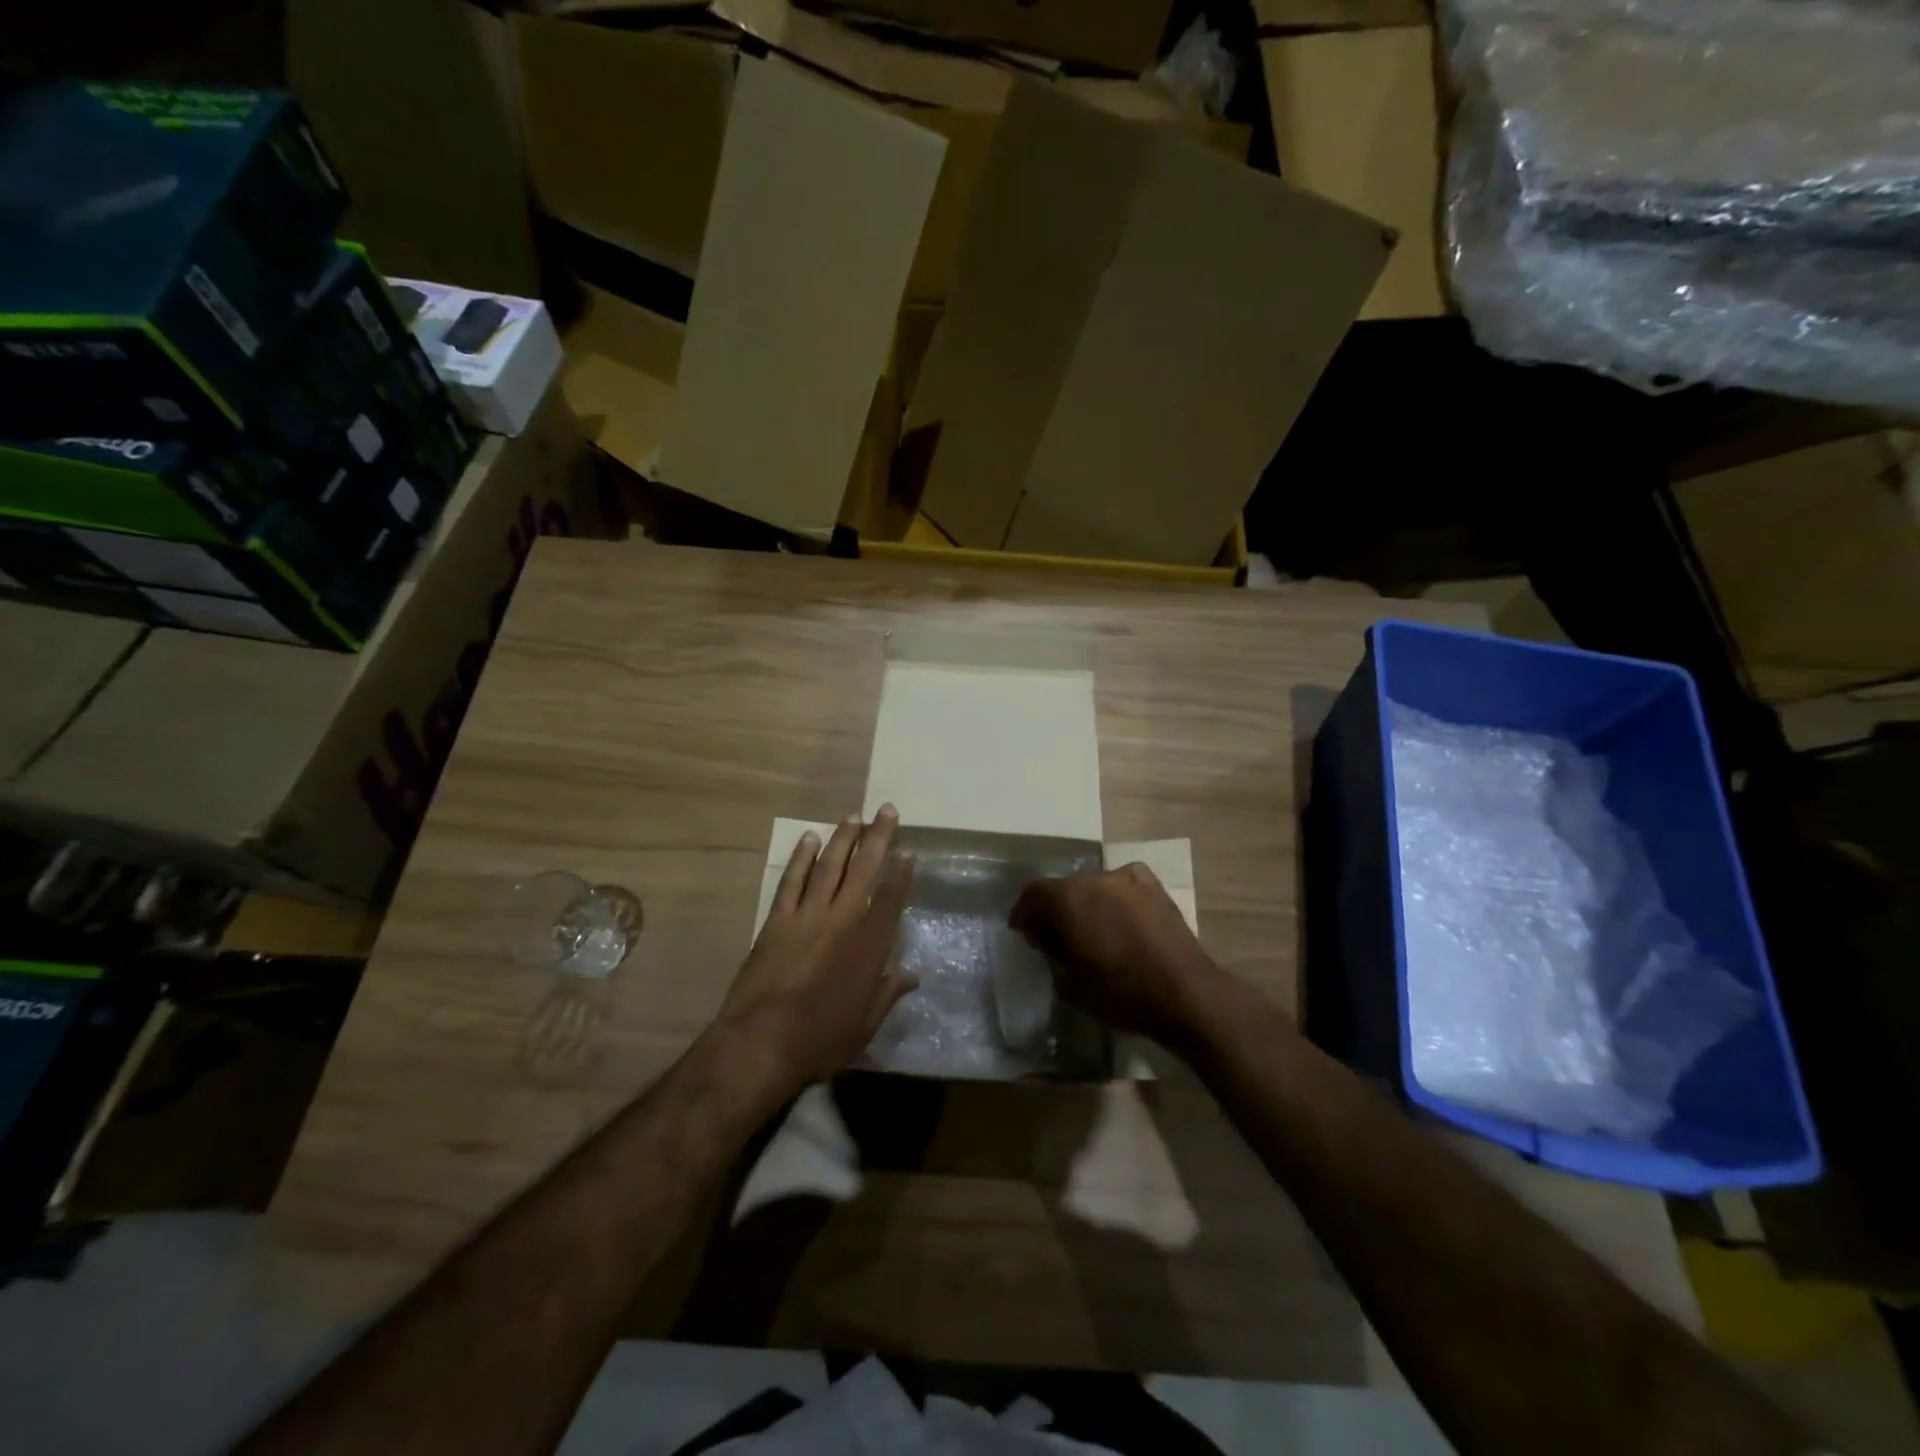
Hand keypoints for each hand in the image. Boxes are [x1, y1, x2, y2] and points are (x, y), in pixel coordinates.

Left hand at [722, 806, 916, 1088]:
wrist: (761, 1042)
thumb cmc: (821, 1039)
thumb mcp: (865, 1025)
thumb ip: (888, 993)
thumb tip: (911, 975)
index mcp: (869, 945)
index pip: (891, 899)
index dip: (901, 873)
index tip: (908, 851)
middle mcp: (842, 920)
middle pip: (863, 869)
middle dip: (878, 838)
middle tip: (886, 810)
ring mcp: (807, 916)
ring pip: (829, 866)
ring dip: (842, 839)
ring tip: (854, 816)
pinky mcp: (777, 921)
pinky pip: (791, 881)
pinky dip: (801, 858)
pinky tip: (808, 839)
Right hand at [1009, 863, 1224, 1048]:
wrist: (1183, 993)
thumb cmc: (1119, 992)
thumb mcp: (1069, 982)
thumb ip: (1050, 950)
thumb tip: (1044, 933)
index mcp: (1068, 898)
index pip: (1033, 894)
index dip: (1023, 912)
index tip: (1021, 929)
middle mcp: (1095, 878)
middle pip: (1064, 887)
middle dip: (1055, 908)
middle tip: (1055, 933)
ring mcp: (1127, 878)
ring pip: (1094, 886)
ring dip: (1086, 903)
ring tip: (1091, 929)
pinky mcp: (1153, 886)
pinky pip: (1122, 886)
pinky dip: (1113, 898)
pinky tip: (1119, 919)